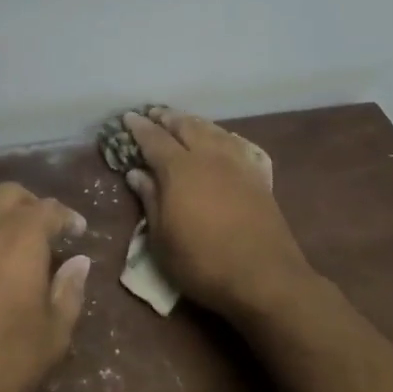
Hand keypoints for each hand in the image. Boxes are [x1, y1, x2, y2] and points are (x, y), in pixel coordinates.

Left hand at [0, 183, 90, 391]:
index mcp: (19, 236)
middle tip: (44, 234)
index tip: (77, 231)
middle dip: (31, 207)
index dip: (67, 218)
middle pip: (9, 194)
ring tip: (6, 241)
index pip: (49, 209)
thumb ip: (68, 292)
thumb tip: (78, 262)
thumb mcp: (50, 339)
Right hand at [122, 109, 316, 319]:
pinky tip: (218, 139)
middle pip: (186, 126)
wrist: (264, 277)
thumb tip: (136, 173)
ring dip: (193, 122)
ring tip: (182, 121)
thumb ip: (150, 200)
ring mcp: (236, 164)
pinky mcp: (257, 176)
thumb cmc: (202, 262)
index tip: (128, 117)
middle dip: (167, 118)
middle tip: (153, 113)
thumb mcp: (162, 240)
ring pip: (212, 130)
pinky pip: (234, 143)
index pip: (154, 139)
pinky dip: (219, 135)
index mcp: (179, 170)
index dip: (139, 127)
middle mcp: (208, 157)